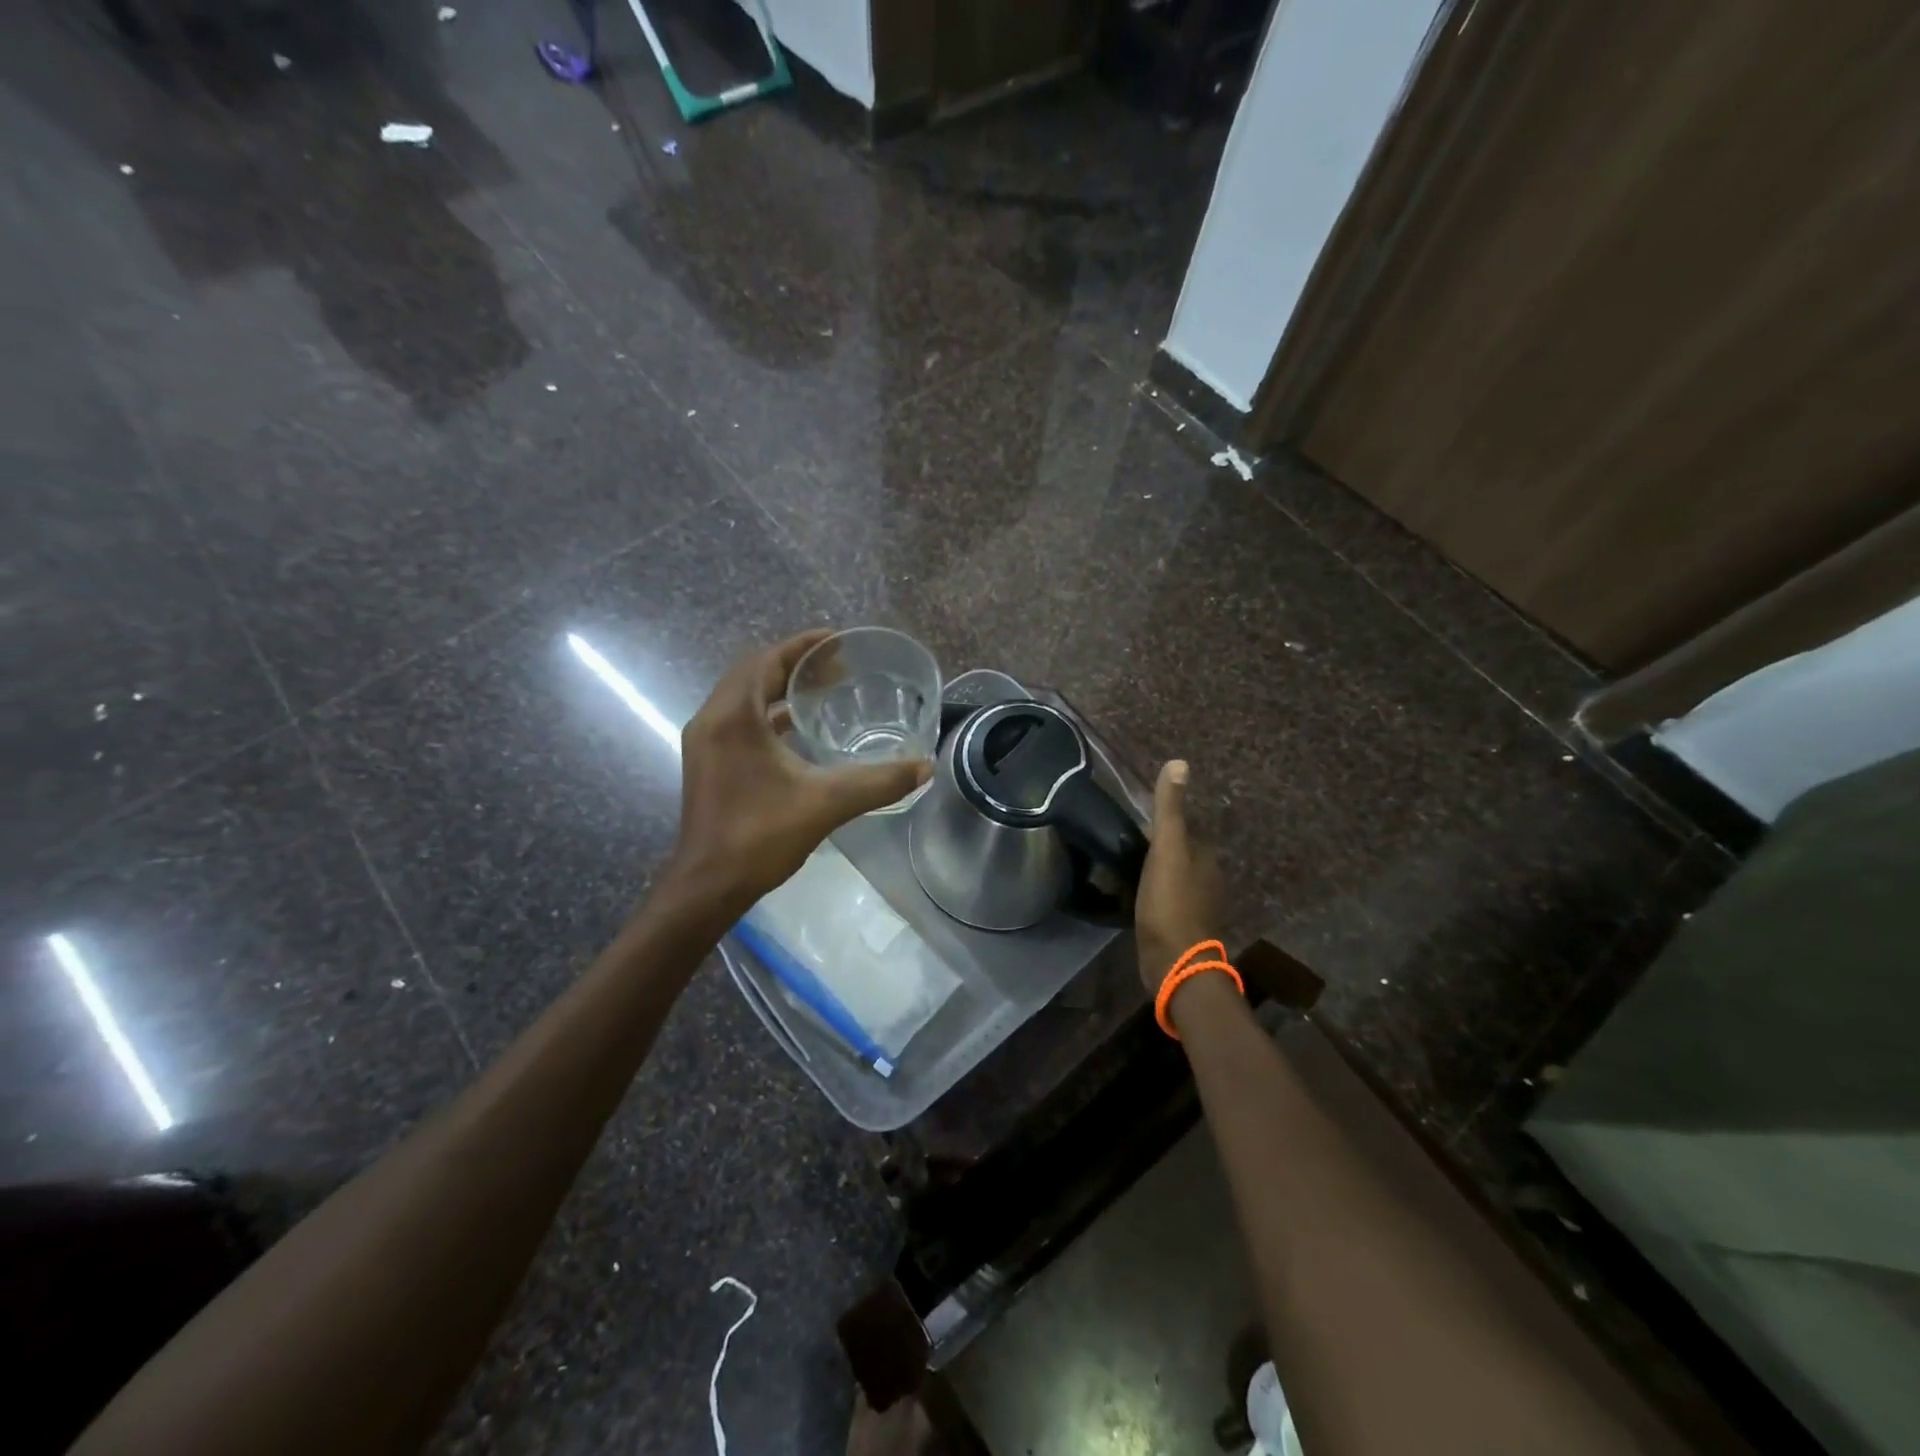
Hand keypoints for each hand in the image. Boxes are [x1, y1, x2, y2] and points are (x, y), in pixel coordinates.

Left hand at [667, 630, 931, 919]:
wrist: (709, 885)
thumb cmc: (761, 836)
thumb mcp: (827, 803)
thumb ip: (878, 781)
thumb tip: (925, 767)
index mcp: (734, 716)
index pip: (766, 660)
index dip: (802, 646)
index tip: (837, 641)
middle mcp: (712, 720)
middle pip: (753, 674)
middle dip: (794, 665)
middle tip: (837, 667)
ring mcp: (705, 743)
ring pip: (743, 697)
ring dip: (779, 688)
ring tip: (823, 690)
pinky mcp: (708, 763)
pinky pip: (739, 721)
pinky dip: (768, 715)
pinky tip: (798, 730)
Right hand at [1135, 760, 1225, 994]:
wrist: (1175, 963)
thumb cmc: (1170, 902)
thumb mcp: (1167, 849)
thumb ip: (1170, 809)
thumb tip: (1179, 763)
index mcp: (1205, 856)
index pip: (1184, 829)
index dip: (1161, 824)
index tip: (1134, 823)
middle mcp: (1206, 878)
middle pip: (1178, 853)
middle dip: (1155, 847)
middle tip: (1121, 845)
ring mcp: (1195, 905)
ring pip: (1171, 877)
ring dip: (1151, 871)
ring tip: (1121, 869)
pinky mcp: (1181, 927)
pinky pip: (1164, 900)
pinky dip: (1150, 894)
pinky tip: (1131, 896)